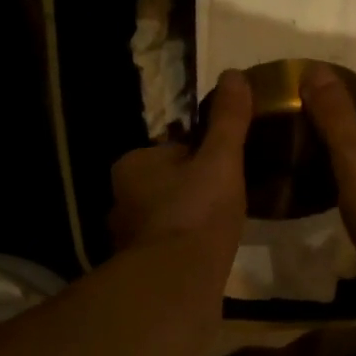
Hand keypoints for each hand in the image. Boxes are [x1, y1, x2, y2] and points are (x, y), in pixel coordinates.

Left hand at [109, 69, 253, 264]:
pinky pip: (166, 250)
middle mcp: (120, 200)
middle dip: (191, 192)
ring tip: (219, 232)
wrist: (177, 281)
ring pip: (165, 220)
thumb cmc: (197, 212)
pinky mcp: (139, 271)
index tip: (226, 170)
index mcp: (132, 165)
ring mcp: (127, 239)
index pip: (172, 151)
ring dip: (187, 223)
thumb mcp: (221, 159)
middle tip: (226, 203)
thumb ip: (227, 121)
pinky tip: (205, 258)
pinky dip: (183, 251)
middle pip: (166, 186)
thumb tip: (234, 74)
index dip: (202, 158)